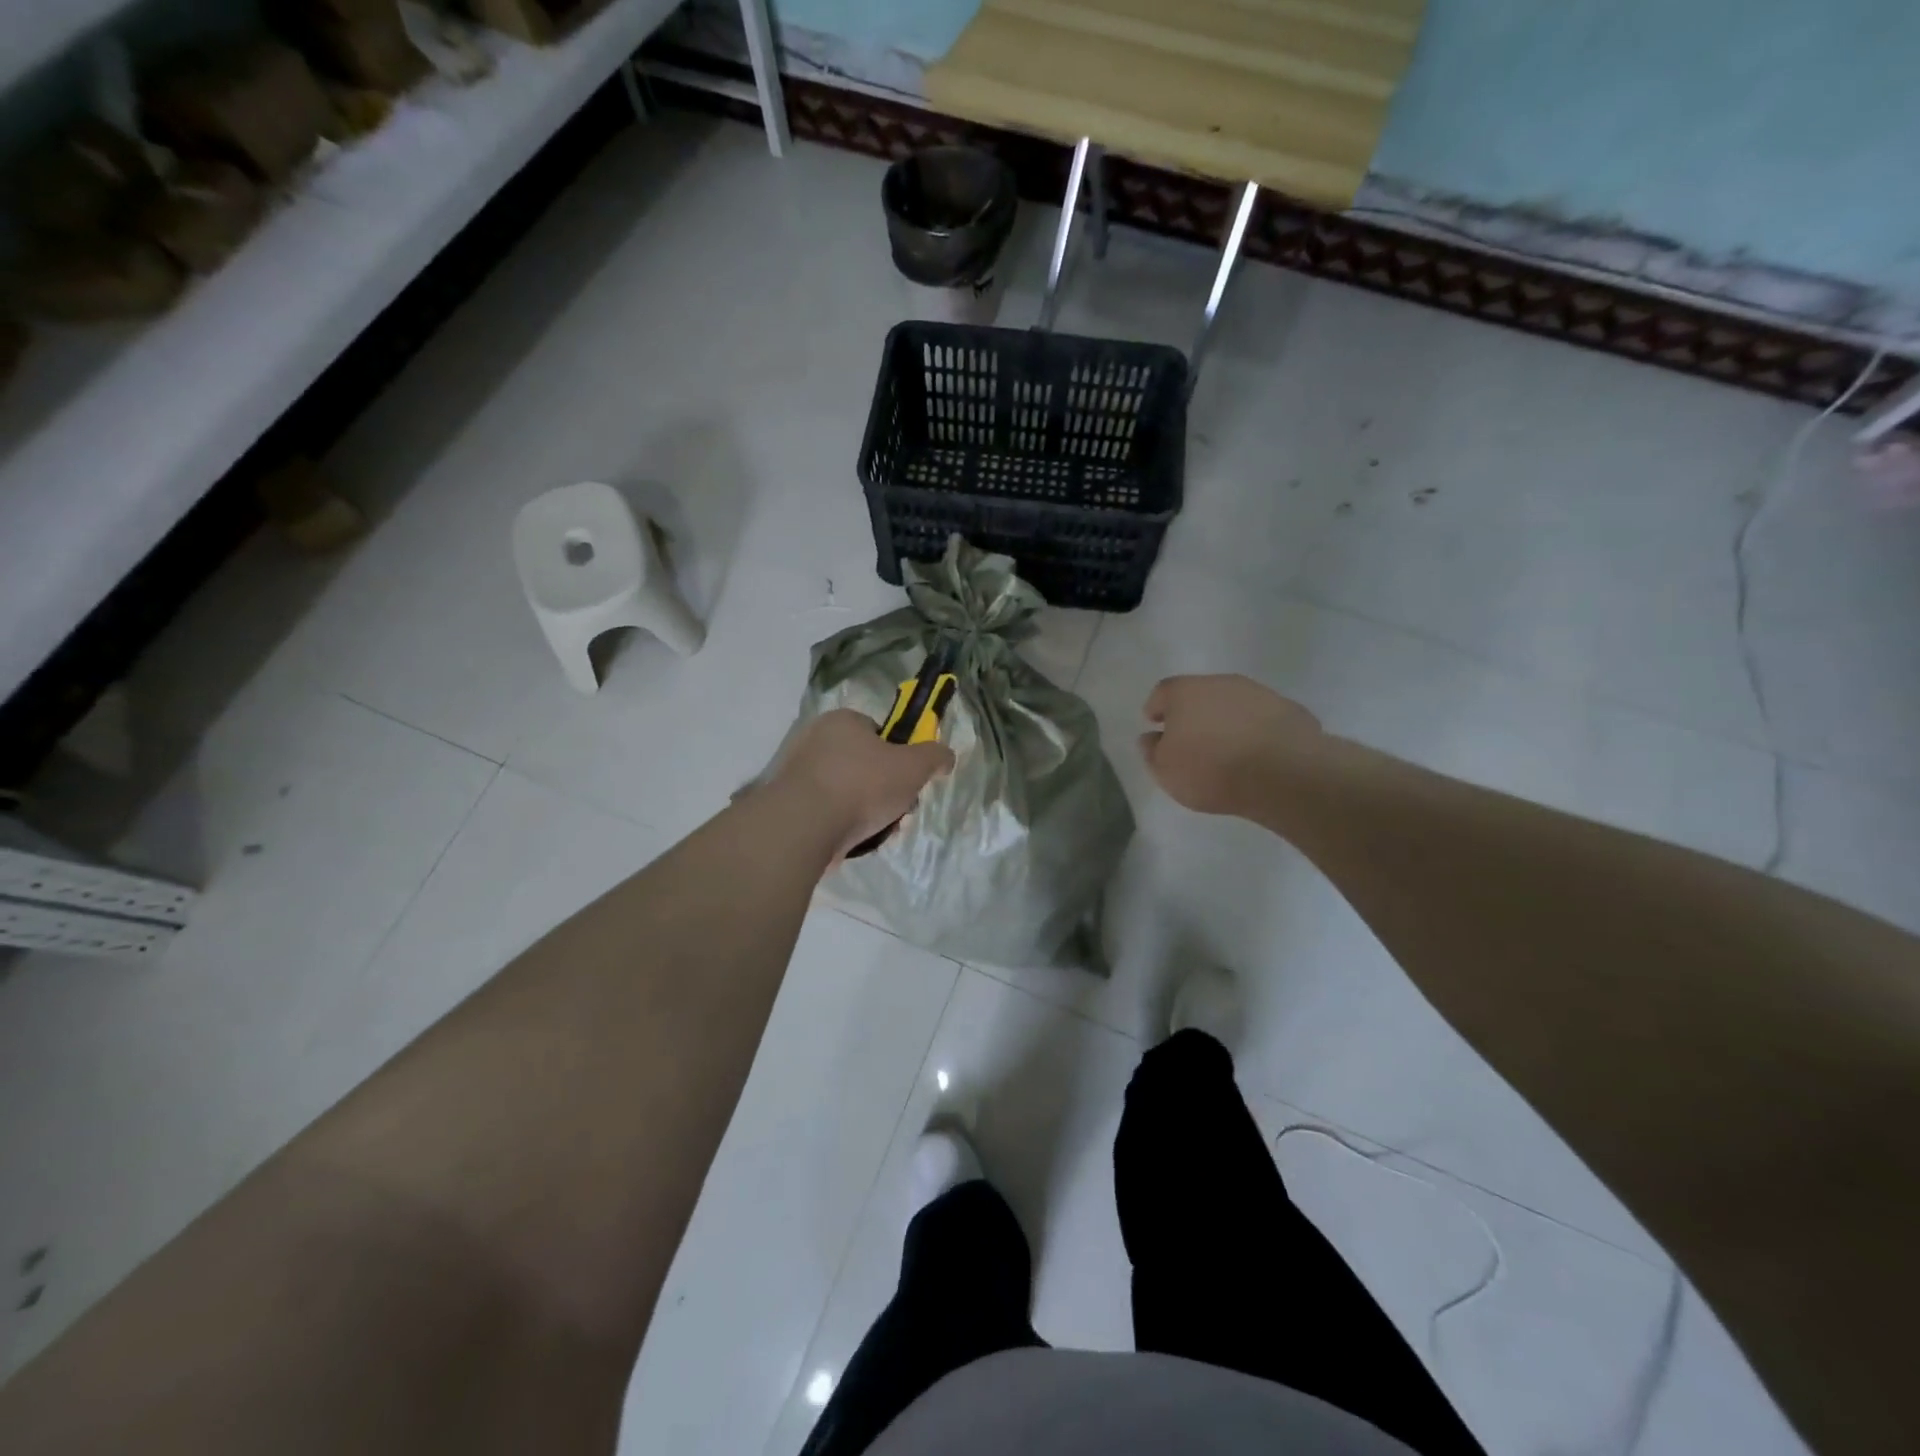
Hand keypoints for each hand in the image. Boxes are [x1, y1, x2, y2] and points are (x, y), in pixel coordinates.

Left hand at [771, 709, 955, 858]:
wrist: (804, 826)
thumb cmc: (862, 785)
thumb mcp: (914, 767)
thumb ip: (935, 757)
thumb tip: (946, 757)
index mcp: (842, 721)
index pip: (877, 732)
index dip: (898, 756)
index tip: (908, 780)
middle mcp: (814, 739)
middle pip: (863, 764)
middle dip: (884, 789)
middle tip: (897, 810)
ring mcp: (797, 772)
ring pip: (846, 791)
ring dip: (867, 811)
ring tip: (877, 831)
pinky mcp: (788, 804)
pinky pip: (827, 811)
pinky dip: (842, 825)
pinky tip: (853, 840)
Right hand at [1140, 675, 1321, 815]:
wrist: (1285, 773)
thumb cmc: (1211, 769)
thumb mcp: (1165, 771)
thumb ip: (1152, 752)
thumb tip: (1150, 738)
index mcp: (1184, 692)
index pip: (1162, 693)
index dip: (1157, 709)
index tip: (1155, 724)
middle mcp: (1221, 683)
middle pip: (1200, 694)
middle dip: (1193, 714)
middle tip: (1191, 740)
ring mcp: (1259, 694)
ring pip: (1233, 705)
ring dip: (1226, 722)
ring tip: (1226, 751)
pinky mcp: (1290, 710)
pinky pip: (1262, 720)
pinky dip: (1255, 732)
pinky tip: (1256, 756)